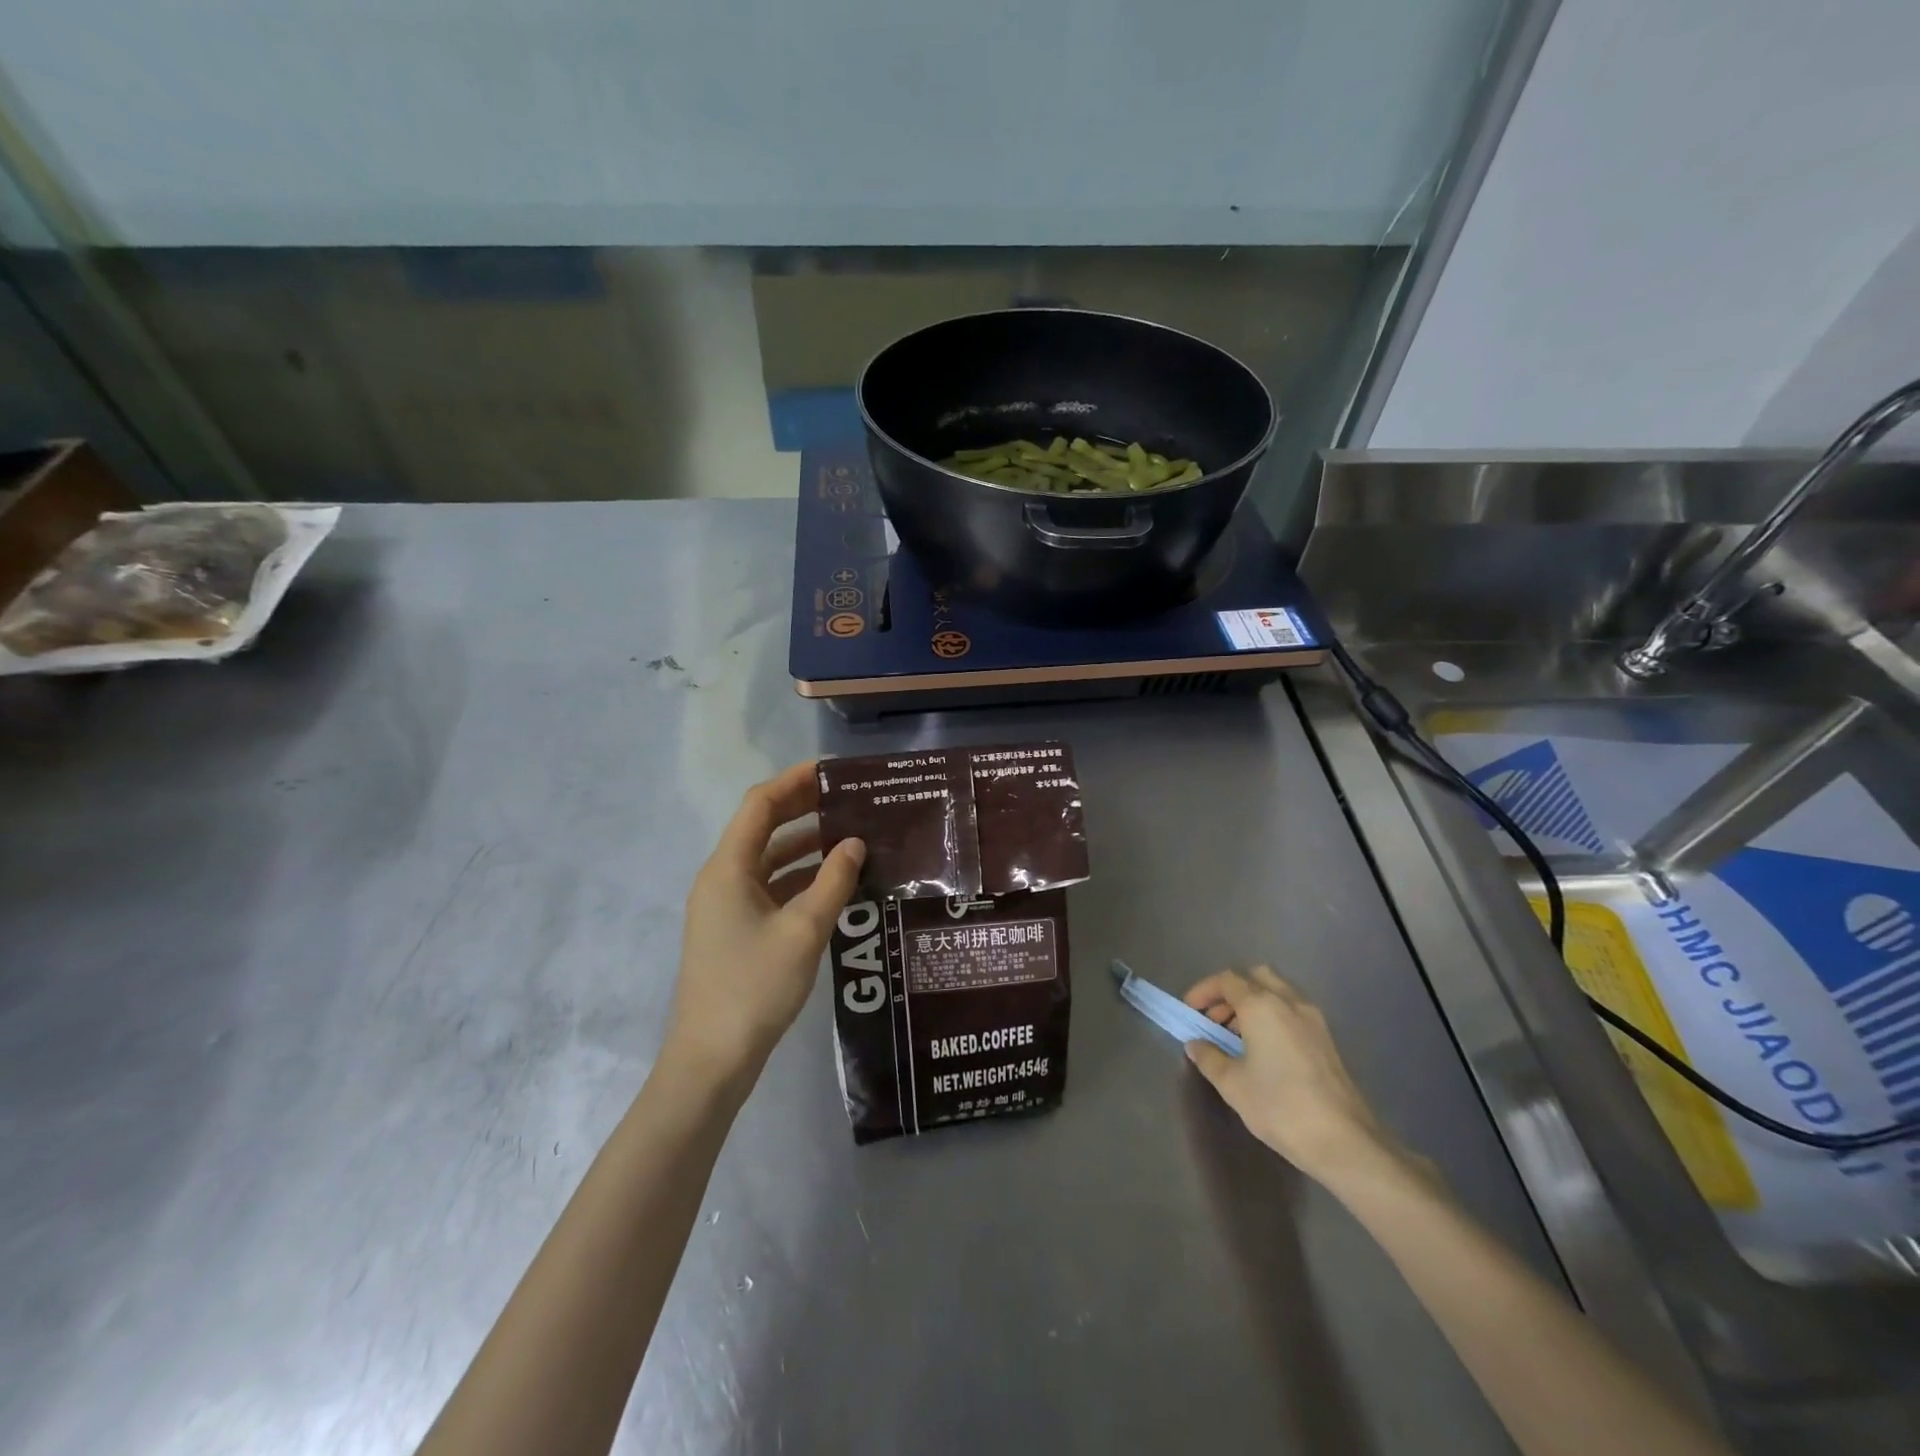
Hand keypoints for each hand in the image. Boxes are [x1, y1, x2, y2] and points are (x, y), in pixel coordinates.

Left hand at [665, 762, 865, 1085]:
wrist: (712, 1060)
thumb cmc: (755, 987)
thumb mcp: (804, 930)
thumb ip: (833, 882)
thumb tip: (854, 843)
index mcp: (729, 868)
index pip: (760, 804)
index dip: (794, 781)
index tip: (832, 770)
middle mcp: (722, 878)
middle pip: (762, 828)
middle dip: (803, 810)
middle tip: (849, 799)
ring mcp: (726, 906)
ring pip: (768, 860)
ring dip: (805, 847)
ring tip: (851, 837)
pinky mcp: (735, 930)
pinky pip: (769, 889)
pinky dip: (799, 879)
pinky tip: (834, 884)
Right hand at [1183, 966, 1404, 1185]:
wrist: (1344, 1140)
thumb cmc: (1280, 1106)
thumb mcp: (1232, 1084)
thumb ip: (1209, 1057)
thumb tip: (1196, 1044)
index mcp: (1262, 1005)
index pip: (1227, 980)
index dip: (1204, 990)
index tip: (1190, 1011)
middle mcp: (1289, 1001)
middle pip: (1255, 976)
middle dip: (1230, 991)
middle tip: (1215, 1018)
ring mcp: (1312, 1019)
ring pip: (1277, 991)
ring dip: (1252, 1002)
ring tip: (1236, 1036)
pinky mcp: (1326, 1038)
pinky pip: (1292, 1010)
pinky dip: (1272, 1015)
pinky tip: (1264, 1048)